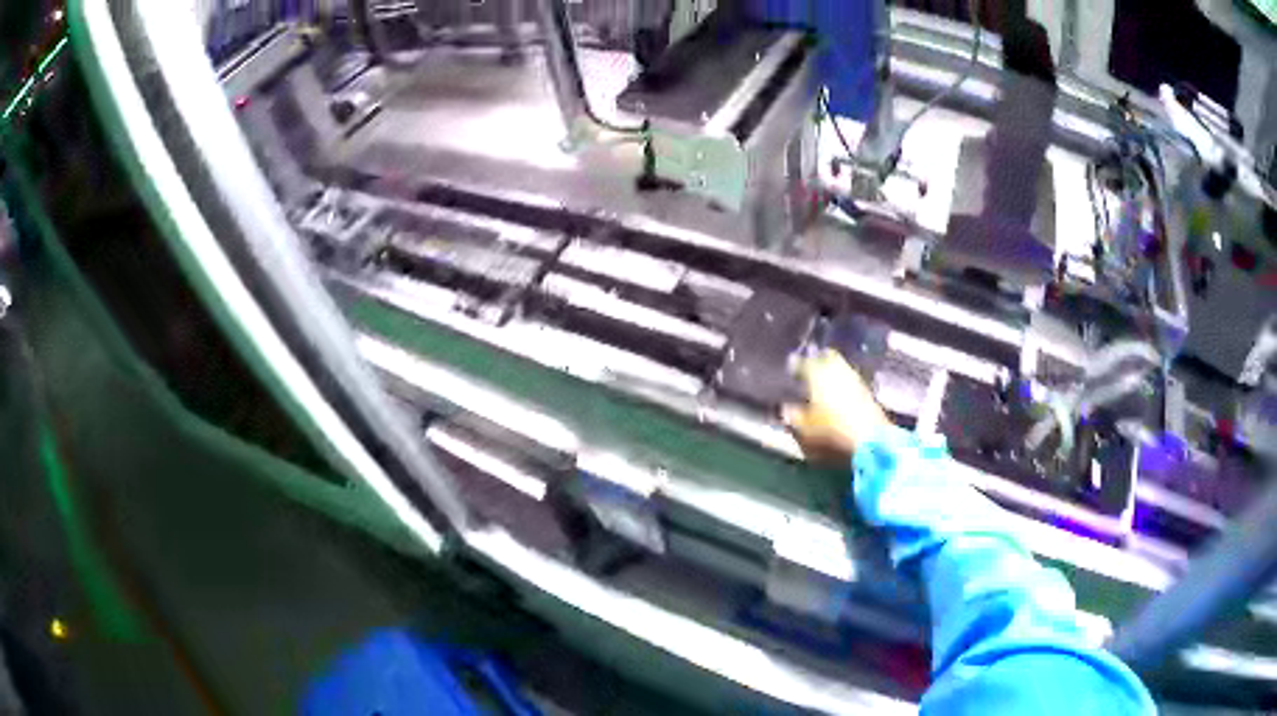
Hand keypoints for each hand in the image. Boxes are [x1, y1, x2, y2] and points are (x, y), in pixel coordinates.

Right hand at [783, 350, 889, 462]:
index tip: (788, 374)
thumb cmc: (831, 434)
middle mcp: (837, 369)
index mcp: (817, 372)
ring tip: (822, 388)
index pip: (801, 363)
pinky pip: (850, 382)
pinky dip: (842, 386)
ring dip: (831, 375)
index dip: (793, 368)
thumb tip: (786, 407)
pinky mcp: (868, 393)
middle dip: (816, 362)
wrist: (872, 443)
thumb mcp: (802, 430)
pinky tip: (838, 399)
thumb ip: (791, 416)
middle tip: (807, 374)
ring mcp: (856, 379)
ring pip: (840, 368)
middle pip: (825, 357)